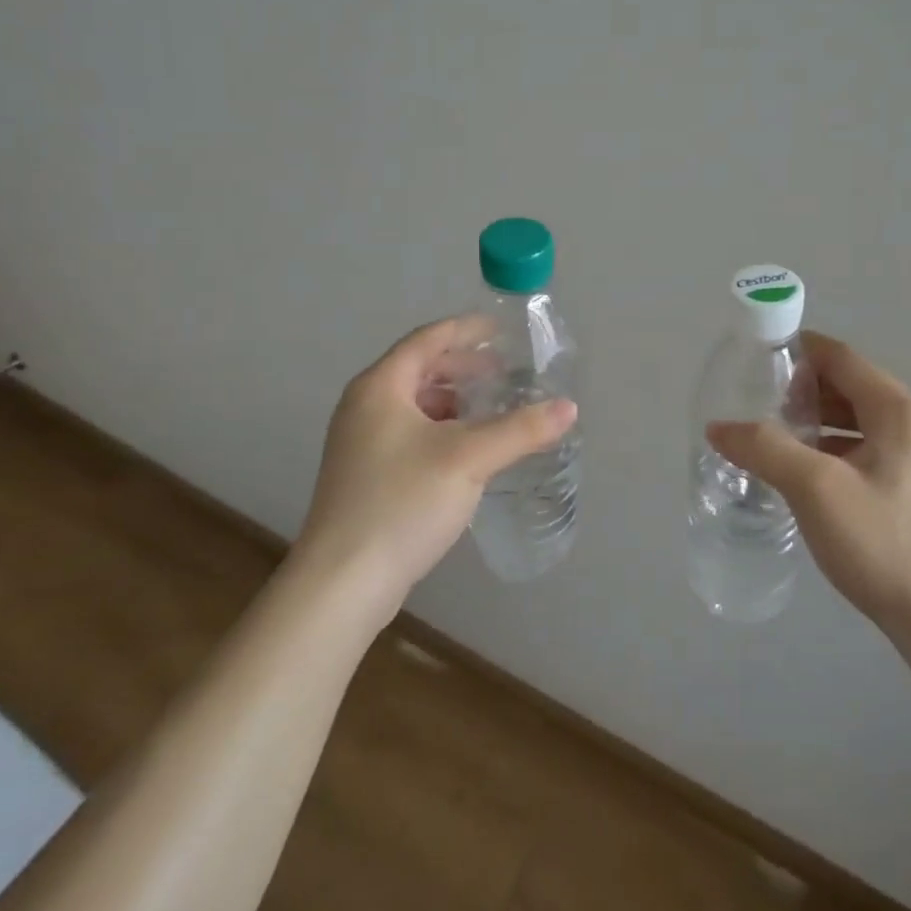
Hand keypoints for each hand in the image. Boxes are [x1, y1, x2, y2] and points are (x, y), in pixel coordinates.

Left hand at [297, 316, 576, 622]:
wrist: (342, 582)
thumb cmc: (401, 502)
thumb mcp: (468, 459)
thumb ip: (520, 429)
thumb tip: (568, 408)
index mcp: (380, 387)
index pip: (427, 340)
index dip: (465, 330)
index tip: (501, 329)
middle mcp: (364, 407)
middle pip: (419, 370)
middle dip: (464, 368)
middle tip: (506, 372)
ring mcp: (361, 444)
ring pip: (416, 406)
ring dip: (454, 401)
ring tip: (493, 409)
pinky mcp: (366, 476)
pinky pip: (411, 434)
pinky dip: (443, 430)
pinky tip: (468, 451)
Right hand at [706, 333, 910, 640]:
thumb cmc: (883, 543)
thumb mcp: (815, 490)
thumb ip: (764, 448)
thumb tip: (718, 427)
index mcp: (900, 412)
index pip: (843, 358)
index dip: (800, 350)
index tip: (759, 358)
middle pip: (852, 387)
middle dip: (804, 390)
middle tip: (759, 404)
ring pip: (860, 421)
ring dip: (819, 421)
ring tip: (776, 437)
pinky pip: (870, 449)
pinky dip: (836, 448)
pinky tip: (808, 473)